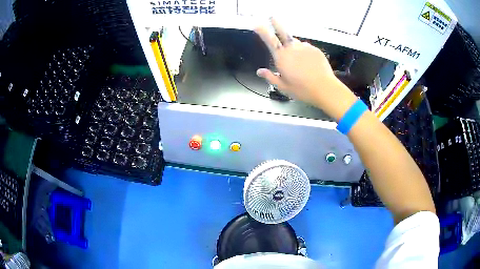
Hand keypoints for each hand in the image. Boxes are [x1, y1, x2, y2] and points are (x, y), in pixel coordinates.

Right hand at [254, 18, 357, 119]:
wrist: (325, 89)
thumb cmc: (303, 90)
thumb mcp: (283, 87)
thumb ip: (270, 77)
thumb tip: (260, 71)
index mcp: (282, 58)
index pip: (269, 40)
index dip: (262, 30)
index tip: (257, 24)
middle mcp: (292, 49)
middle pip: (282, 32)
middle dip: (276, 23)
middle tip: (272, 17)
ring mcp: (305, 47)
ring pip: (296, 42)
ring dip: (293, 46)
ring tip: (298, 60)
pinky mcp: (315, 50)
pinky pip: (306, 47)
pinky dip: (304, 51)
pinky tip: (307, 62)